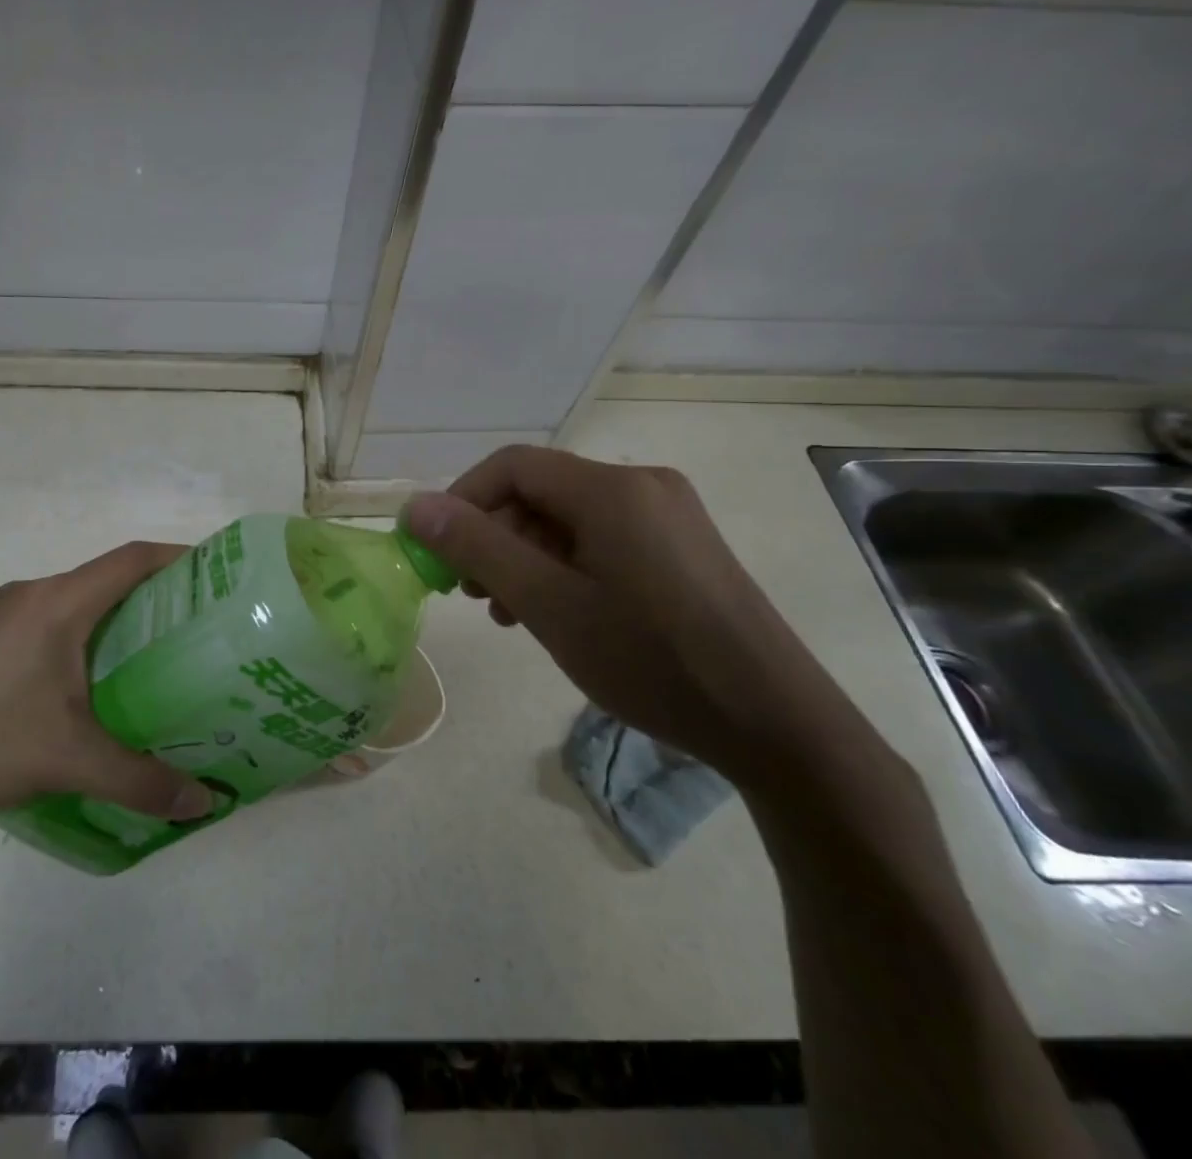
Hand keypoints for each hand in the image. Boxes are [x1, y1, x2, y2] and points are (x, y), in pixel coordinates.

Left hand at [0, 542, 216, 829]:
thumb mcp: (66, 762)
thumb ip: (141, 780)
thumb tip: (205, 802)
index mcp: (55, 602)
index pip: (132, 559)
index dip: (180, 560)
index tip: (220, 579)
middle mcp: (31, 597)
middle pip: (108, 581)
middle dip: (157, 600)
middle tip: (203, 633)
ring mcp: (1, 619)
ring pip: (79, 607)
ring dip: (119, 625)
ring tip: (162, 663)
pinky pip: (52, 628)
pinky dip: (86, 644)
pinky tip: (99, 690)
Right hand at [401, 447, 865, 785]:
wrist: (776, 724)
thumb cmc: (651, 660)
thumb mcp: (549, 605)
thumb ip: (477, 549)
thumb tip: (414, 506)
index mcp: (611, 489)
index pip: (512, 466)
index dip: (462, 500)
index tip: (438, 553)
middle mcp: (642, 486)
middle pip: (539, 492)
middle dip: (494, 537)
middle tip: (474, 595)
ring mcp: (668, 515)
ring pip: (568, 519)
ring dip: (525, 557)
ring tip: (510, 613)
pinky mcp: (681, 547)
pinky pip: (601, 540)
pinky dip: (564, 567)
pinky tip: (556, 612)